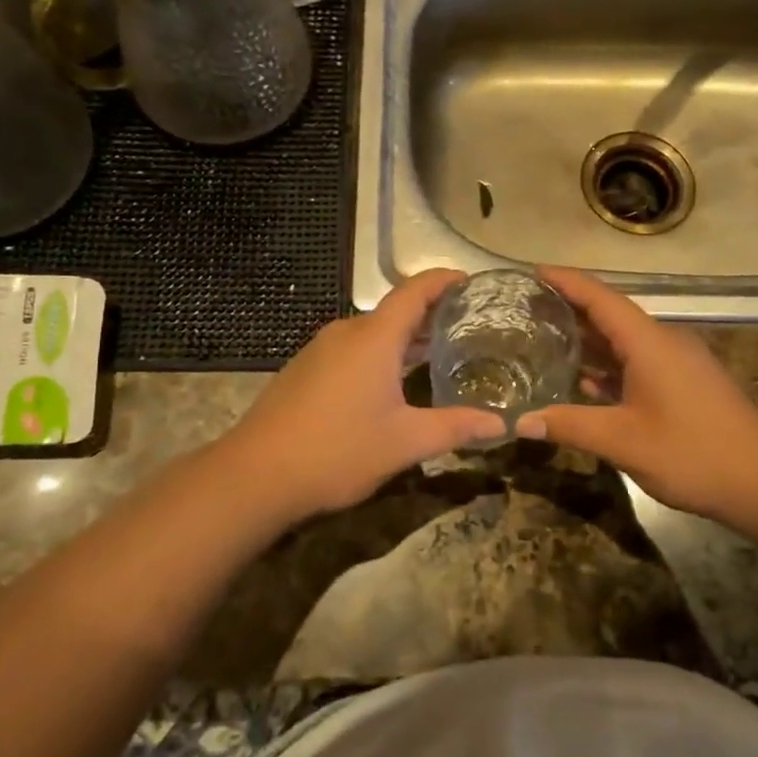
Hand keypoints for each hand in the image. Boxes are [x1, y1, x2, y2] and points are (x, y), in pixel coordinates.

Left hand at [221, 269, 505, 521]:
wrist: (255, 475)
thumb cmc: (338, 450)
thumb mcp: (405, 442)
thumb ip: (455, 427)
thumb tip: (502, 425)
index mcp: (374, 337)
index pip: (415, 291)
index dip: (444, 281)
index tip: (472, 283)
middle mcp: (346, 332)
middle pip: (395, 311)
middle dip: (431, 316)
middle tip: (468, 329)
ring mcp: (320, 350)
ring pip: (372, 333)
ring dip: (404, 339)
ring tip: (437, 356)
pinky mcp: (304, 370)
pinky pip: (352, 350)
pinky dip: (379, 355)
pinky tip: (390, 384)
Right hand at [517, 266, 757, 523]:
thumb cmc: (693, 453)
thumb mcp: (623, 441)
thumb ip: (570, 425)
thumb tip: (520, 421)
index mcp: (648, 342)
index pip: (599, 297)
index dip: (565, 281)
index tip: (532, 272)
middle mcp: (663, 341)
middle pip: (610, 314)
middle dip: (570, 309)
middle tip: (527, 310)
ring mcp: (678, 362)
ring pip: (625, 340)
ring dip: (589, 339)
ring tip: (547, 340)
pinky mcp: (687, 383)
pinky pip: (639, 361)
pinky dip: (610, 364)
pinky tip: (587, 382)